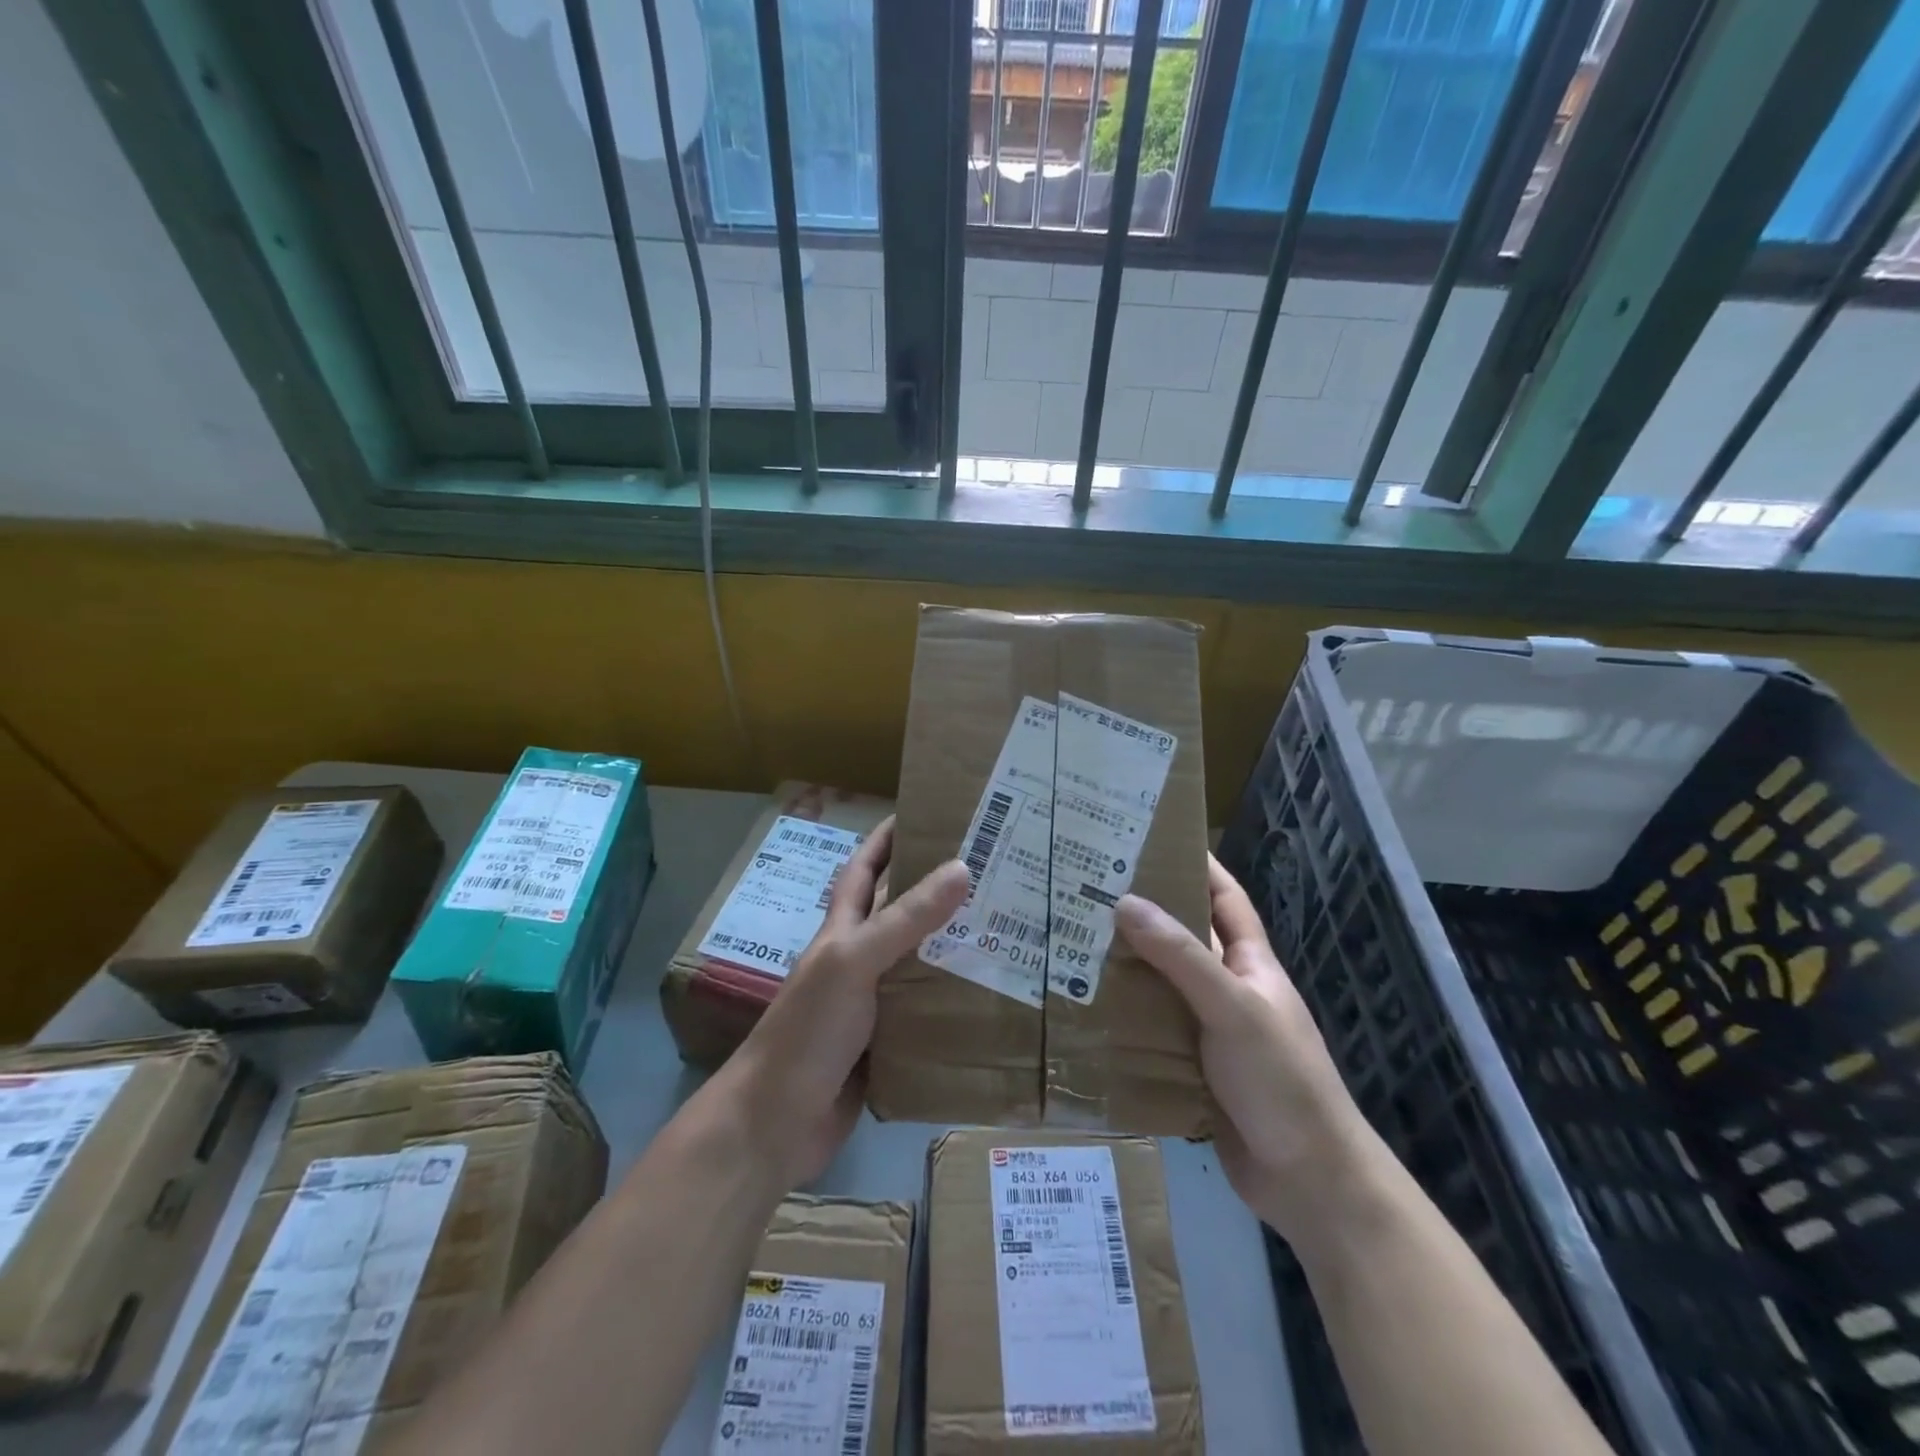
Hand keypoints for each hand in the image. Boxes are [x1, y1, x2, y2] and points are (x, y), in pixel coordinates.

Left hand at [729, 819, 968, 1187]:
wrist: (776, 1124)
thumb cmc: (807, 1030)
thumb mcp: (854, 962)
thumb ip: (905, 919)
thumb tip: (962, 867)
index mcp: (843, 931)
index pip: (864, 869)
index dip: (888, 838)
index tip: (927, 812)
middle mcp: (860, 961)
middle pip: (902, 914)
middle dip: (939, 891)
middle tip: (995, 873)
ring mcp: (874, 1005)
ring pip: (921, 964)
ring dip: (956, 948)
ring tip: (1010, 930)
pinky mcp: (890, 1045)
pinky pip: (929, 1013)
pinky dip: (956, 1004)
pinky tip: (995, 997)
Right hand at [1117, 856, 1382, 1242]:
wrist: (1309, 1182)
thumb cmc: (1281, 1080)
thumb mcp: (1233, 1008)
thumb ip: (1181, 957)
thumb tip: (1125, 902)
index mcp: (1250, 964)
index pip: (1224, 899)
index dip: (1196, 866)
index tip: (1151, 839)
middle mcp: (1228, 990)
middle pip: (1183, 939)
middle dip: (1143, 915)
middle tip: (1088, 892)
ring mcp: (1209, 1031)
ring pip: (1161, 986)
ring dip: (1125, 968)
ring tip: (1072, 944)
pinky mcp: (1190, 1068)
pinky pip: (1151, 1031)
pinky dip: (1123, 1019)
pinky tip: (1084, 1010)